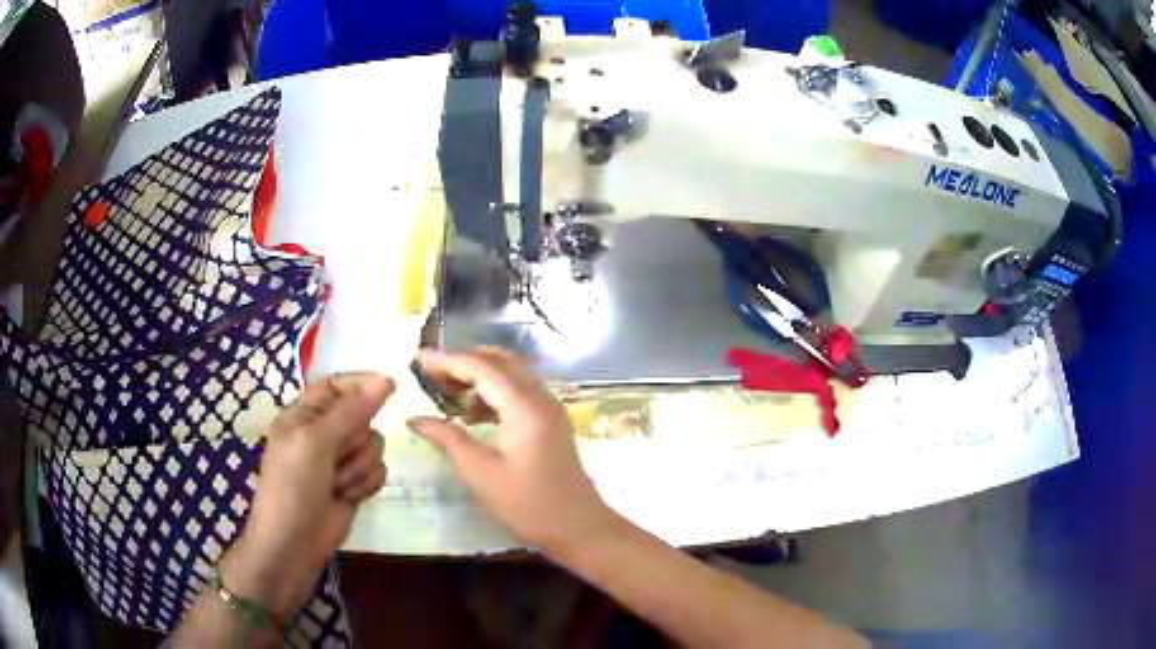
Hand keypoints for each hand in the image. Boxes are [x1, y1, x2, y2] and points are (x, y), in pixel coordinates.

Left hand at [221, 374, 392, 612]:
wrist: (293, 544)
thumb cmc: (293, 487)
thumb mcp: (315, 442)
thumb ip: (351, 411)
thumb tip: (387, 380)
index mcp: (303, 414)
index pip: (337, 385)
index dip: (361, 384)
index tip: (390, 387)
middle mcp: (322, 433)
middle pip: (361, 416)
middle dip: (355, 438)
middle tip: (337, 456)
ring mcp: (339, 460)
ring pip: (373, 445)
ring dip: (360, 466)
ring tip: (337, 484)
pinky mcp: (354, 484)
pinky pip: (378, 471)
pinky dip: (366, 483)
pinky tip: (349, 496)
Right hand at [407, 349, 619, 555]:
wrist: (578, 528)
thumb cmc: (529, 505)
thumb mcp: (481, 474)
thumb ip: (448, 439)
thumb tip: (415, 419)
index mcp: (525, 407)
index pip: (482, 368)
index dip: (448, 361)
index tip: (417, 360)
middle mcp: (540, 398)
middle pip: (499, 362)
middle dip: (463, 363)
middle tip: (431, 374)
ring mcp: (550, 409)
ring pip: (511, 375)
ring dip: (479, 377)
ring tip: (446, 394)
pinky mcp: (550, 422)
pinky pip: (519, 393)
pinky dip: (493, 394)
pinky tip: (471, 416)